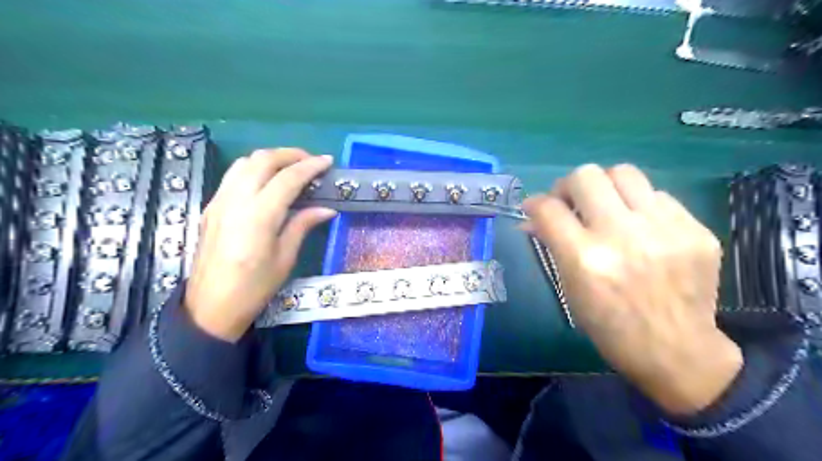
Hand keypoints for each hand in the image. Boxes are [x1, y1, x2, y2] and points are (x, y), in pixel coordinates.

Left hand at [185, 148, 336, 341]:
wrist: (210, 306)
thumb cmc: (254, 288)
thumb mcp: (285, 258)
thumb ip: (303, 225)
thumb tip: (326, 209)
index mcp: (259, 216)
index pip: (287, 178)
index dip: (310, 166)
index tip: (327, 161)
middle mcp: (236, 201)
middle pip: (262, 160)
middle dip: (290, 154)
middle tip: (311, 161)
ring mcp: (219, 201)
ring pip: (244, 162)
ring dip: (270, 158)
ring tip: (291, 167)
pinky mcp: (211, 207)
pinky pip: (233, 175)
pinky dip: (254, 169)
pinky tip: (267, 182)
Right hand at [526, 164, 746, 412]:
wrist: (676, 351)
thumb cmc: (610, 326)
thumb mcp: (570, 288)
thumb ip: (552, 245)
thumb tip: (533, 219)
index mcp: (585, 259)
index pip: (549, 208)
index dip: (535, 203)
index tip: (535, 208)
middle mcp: (623, 237)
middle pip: (586, 176)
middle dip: (568, 186)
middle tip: (570, 202)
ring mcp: (664, 230)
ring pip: (624, 172)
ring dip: (605, 186)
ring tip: (606, 206)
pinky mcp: (696, 230)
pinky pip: (658, 196)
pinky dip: (639, 205)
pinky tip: (640, 227)